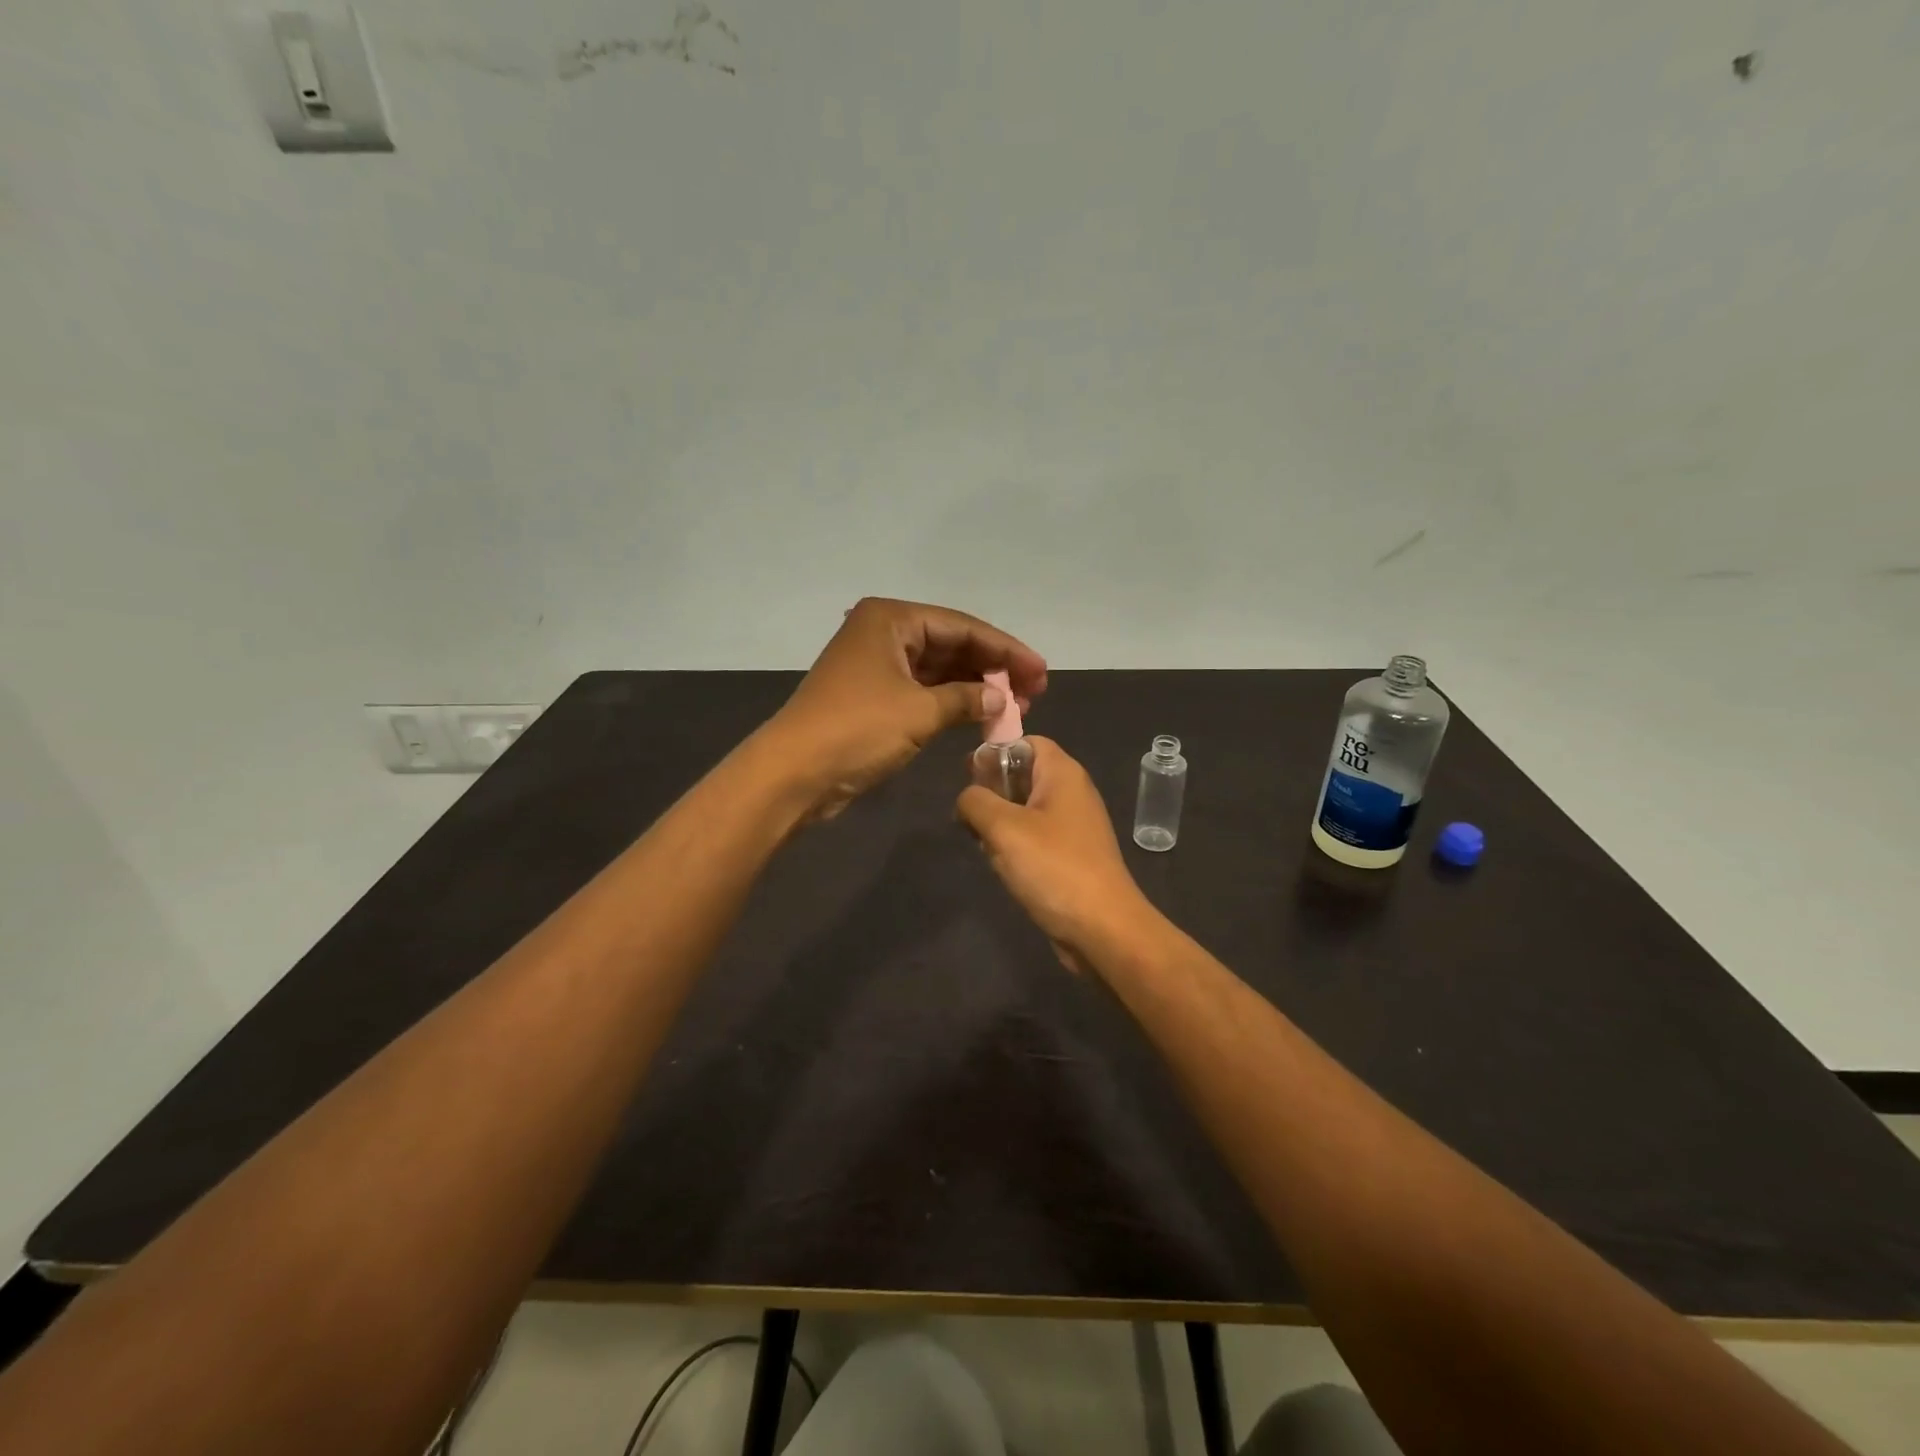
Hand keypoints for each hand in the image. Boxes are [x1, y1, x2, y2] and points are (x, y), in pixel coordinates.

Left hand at [766, 597, 1046, 820]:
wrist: (794, 774)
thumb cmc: (857, 730)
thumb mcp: (920, 711)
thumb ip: (967, 699)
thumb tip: (1001, 699)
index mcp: (891, 619)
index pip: (963, 627)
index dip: (1006, 650)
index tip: (1041, 672)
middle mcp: (884, 634)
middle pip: (952, 644)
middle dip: (993, 669)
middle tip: (1033, 693)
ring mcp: (878, 666)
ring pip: (940, 670)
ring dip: (976, 687)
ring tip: (1016, 707)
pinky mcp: (875, 697)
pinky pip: (925, 691)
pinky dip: (953, 703)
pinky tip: (983, 715)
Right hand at [957, 736, 1154, 970]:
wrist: (1102, 929)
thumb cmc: (1053, 867)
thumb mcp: (1003, 827)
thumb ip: (975, 801)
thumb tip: (966, 799)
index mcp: (1063, 774)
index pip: (1027, 742)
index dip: (996, 751)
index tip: (968, 775)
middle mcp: (1072, 793)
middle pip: (1022, 776)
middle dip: (991, 793)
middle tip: (970, 817)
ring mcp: (1073, 827)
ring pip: (1024, 810)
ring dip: (999, 825)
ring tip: (984, 845)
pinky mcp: (1070, 856)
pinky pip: (1034, 839)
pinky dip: (1014, 847)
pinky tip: (1002, 867)